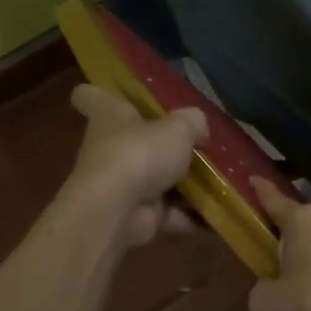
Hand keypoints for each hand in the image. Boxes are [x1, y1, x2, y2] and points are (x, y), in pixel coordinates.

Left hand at [62, 84, 206, 248]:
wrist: (117, 211)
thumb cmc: (140, 154)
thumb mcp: (178, 127)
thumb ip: (193, 123)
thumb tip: (199, 129)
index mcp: (109, 116)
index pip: (91, 96)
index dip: (101, 92)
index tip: (116, 94)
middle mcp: (110, 148)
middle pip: (132, 141)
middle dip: (162, 146)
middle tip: (198, 145)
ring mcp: (121, 185)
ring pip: (155, 181)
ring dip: (184, 186)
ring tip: (220, 183)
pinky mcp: (135, 215)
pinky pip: (168, 214)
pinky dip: (190, 217)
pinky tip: (217, 216)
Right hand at [248, 178, 310, 310]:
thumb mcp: (267, 304)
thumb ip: (261, 292)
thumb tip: (268, 291)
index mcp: (302, 221)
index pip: (274, 200)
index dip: (261, 191)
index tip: (254, 178)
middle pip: (302, 226)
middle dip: (287, 238)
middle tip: (271, 256)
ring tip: (299, 290)